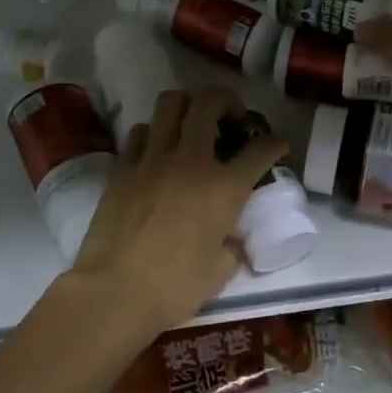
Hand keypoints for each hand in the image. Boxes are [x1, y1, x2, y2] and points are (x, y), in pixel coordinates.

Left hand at [66, 86, 285, 335]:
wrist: (114, 291)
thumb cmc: (175, 287)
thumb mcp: (220, 271)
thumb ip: (231, 247)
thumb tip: (230, 241)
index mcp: (224, 188)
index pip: (260, 150)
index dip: (275, 144)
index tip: (278, 146)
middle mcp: (191, 161)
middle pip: (209, 102)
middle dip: (226, 101)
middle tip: (230, 118)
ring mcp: (152, 159)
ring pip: (169, 104)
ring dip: (186, 108)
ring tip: (191, 127)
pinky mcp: (122, 169)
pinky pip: (140, 133)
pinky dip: (153, 134)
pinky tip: (156, 152)